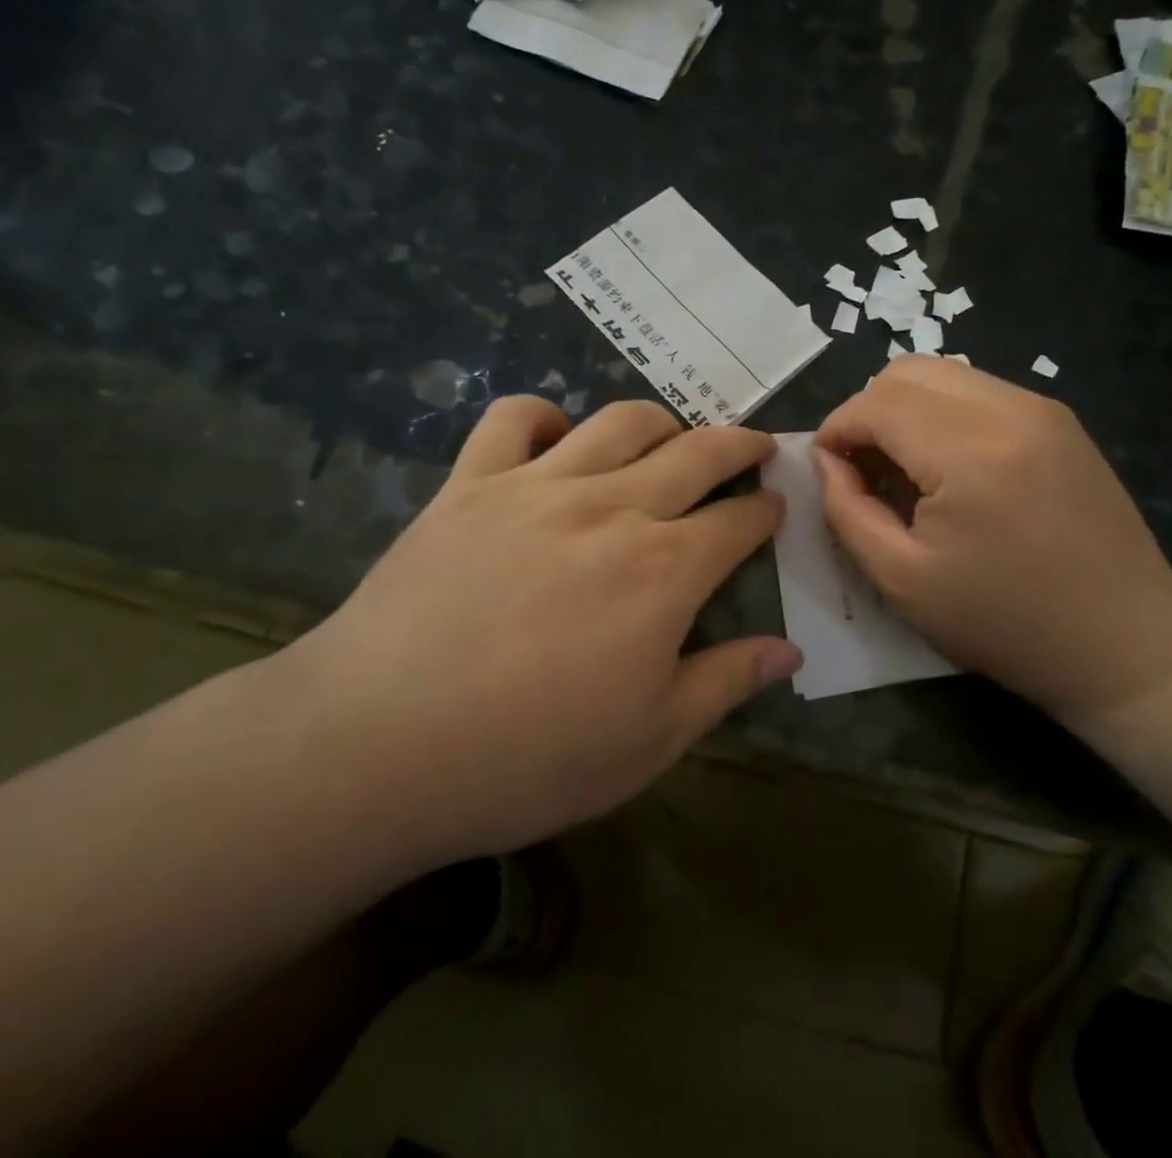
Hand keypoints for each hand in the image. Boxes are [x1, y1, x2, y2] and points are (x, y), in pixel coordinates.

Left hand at [285, 397, 800, 862]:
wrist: (379, 743)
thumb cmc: (528, 757)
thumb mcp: (649, 740)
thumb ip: (726, 683)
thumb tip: (791, 652)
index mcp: (665, 570)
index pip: (738, 521)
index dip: (765, 510)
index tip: (776, 506)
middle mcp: (613, 508)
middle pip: (695, 453)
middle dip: (738, 445)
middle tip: (754, 447)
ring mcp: (538, 486)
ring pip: (619, 422)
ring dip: (661, 421)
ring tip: (671, 436)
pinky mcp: (471, 483)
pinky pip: (514, 419)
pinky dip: (544, 415)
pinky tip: (556, 435)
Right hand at [815, 357, 1171, 722]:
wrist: (1125, 643)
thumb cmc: (1004, 623)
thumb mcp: (901, 579)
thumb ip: (846, 509)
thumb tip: (827, 460)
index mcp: (969, 452)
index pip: (875, 403)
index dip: (836, 429)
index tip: (827, 469)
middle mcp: (1009, 410)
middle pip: (906, 371)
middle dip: (867, 411)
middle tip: (863, 468)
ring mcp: (1042, 408)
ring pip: (943, 373)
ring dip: (905, 409)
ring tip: (905, 468)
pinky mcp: (1060, 420)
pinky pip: (979, 391)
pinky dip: (944, 414)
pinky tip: (950, 468)